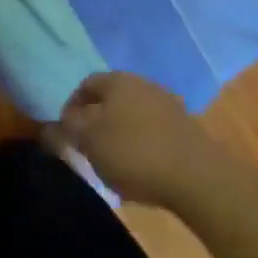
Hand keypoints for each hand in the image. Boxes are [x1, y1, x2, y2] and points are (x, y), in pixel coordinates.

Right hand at [58, 71, 202, 207]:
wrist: (199, 177)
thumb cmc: (134, 152)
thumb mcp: (89, 141)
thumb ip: (68, 128)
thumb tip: (58, 122)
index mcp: (116, 80)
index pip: (85, 85)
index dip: (71, 107)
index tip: (67, 134)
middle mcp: (142, 84)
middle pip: (111, 100)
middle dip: (97, 122)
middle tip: (90, 149)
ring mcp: (168, 106)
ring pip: (133, 116)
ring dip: (122, 135)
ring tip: (116, 164)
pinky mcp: (187, 130)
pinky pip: (154, 133)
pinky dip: (144, 147)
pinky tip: (143, 170)